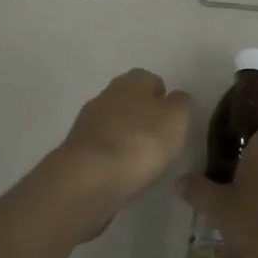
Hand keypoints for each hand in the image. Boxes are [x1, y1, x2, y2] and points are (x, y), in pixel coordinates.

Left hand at [47, 68, 192, 230]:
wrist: (89, 177)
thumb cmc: (141, 141)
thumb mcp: (177, 119)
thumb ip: (181, 104)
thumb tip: (175, 98)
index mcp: (133, 80)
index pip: (152, 80)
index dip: (164, 100)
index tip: (173, 124)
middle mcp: (107, 93)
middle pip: (131, 101)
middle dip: (144, 118)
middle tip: (159, 144)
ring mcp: (88, 120)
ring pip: (115, 124)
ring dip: (127, 138)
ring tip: (141, 164)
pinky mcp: (76, 148)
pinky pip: (102, 148)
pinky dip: (112, 158)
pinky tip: (121, 174)